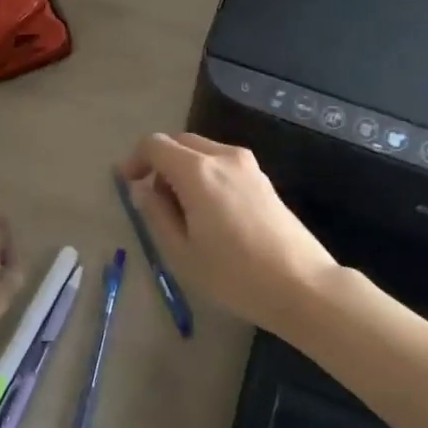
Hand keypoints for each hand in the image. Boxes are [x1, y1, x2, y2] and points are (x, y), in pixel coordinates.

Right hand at [119, 133, 340, 334]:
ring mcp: (247, 165)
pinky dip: (204, 174)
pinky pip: (222, 163)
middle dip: (159, 163)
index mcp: (197, 171)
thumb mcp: (182, 253)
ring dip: (182, 168)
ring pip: (202, 151)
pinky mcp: (262, 178)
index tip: (126, 184)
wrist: (302, 285)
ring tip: (182, 211)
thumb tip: (143, 190)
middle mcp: (223, 156)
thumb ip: (156, 214)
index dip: (135, 160)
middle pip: (179, 142)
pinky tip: (210, 212)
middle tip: (153, 201)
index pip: (155, 145)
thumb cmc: (235, 275)